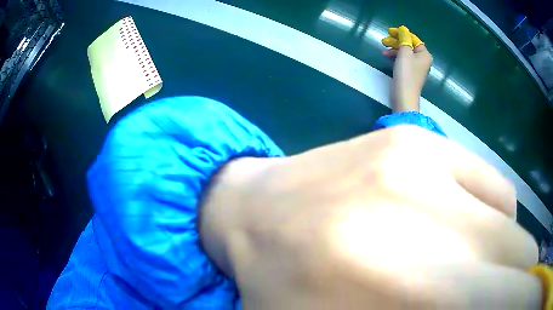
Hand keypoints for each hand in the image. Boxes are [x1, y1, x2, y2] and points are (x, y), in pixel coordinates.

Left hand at [200, 126, 540, 308]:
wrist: (250, 211)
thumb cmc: (280, 287)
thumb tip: (480, 307)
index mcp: (394, 285)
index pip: (499, 300)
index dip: (519, 300)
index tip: (518, 303)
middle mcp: (420, 211)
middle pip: (517, 258)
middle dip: (519, 284)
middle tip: (507, 299)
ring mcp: (421, 160)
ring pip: (510, 222)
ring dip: (508, 258)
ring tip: (482, 276)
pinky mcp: (414, 139)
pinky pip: (492, 186)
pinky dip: (495, 220)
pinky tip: (469, 234)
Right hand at [382, 26, 432, 111]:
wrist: (404, 96)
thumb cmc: (406, 73)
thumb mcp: (404, 52)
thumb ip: (404, 38)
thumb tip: (404, 29)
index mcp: (425, 54)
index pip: (413, 39)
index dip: (402, 33)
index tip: (390, 32)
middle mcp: (423, 60)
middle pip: (409, 45)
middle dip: (396, 42)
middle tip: (384, 41)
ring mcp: (417, 68)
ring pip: (405, 53)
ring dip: (394, 49)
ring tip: (384, 50)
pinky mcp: (411, 74)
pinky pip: (404, 60)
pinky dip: (396, 57)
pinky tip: (387, 57)